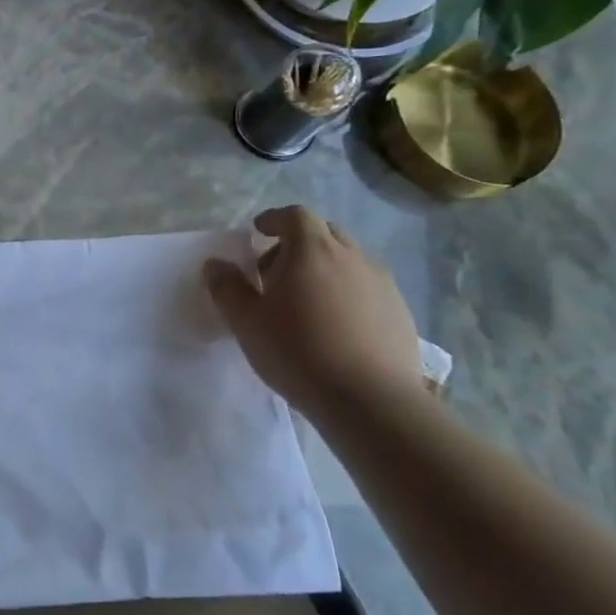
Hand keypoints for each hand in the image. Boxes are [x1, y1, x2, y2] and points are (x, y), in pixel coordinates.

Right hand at [203, 206, 421, 418]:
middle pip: (325, 233)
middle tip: (276, 272)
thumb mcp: (246, 321)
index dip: (274, 219)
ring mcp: (382, 283)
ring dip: (324, 268)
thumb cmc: (297, 351)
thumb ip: (227, 287)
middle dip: (298, 243)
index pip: (294, 215)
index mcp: (312, 250)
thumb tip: (215, 264)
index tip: (257, 232)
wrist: (370, 399)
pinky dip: (347, 292)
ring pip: (349, 260)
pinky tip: (335, 325)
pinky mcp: (400, 311)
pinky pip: (367, 287)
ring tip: (306, 302)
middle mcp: (352, 257)